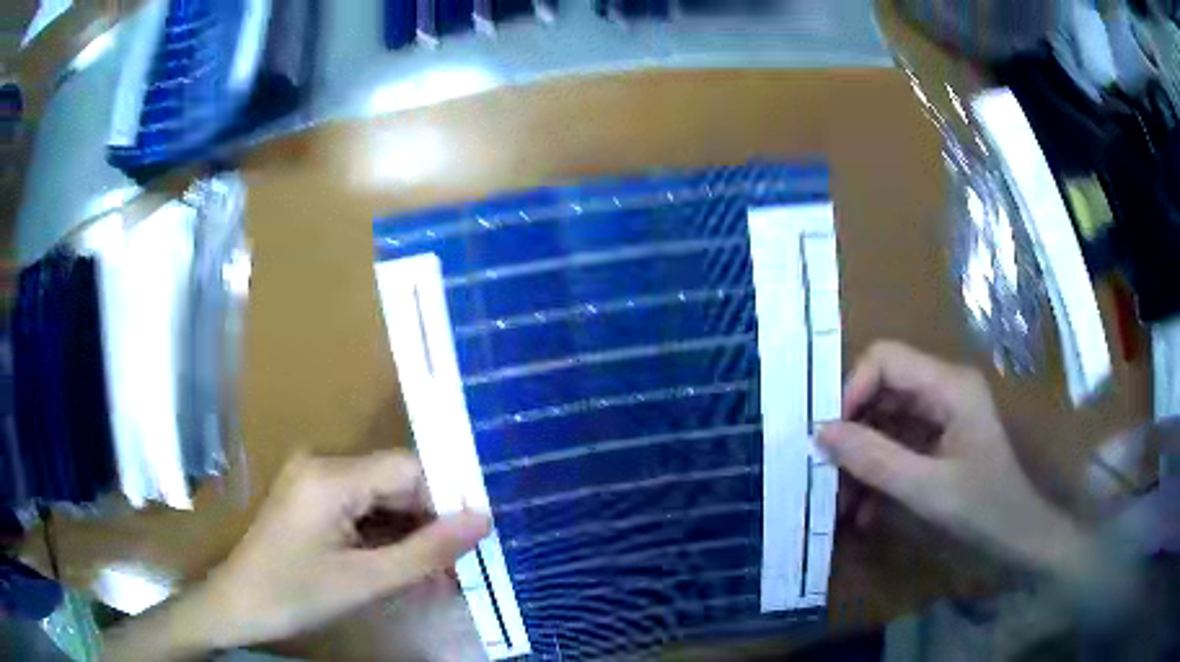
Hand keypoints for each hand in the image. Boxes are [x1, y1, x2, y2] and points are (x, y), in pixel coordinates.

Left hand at [103, 451, 490, 659]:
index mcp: (331, 475)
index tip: (476, 536)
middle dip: (430, 523)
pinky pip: (362, 508)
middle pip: (396, 481)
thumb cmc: (296, 595)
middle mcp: (323, 464)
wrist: (238, 606)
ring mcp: (315, 479)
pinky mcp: (312, 497)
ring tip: (438, 575)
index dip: (447, 498)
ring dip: (410, 535)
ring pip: (382, 498)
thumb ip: (427, 551)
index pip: (409, 467)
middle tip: (460, 565)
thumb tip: (483, 520)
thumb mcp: (366, 581)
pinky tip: (404, 566)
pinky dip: (386, 537)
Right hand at [818, 342, 1098, 581]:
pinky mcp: (939, 439)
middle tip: (828, 474)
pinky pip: (897, 443)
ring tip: (842, 504)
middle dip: (852, 430)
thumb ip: (875, 459)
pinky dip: (877, 471)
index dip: (852, 389)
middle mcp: (944, 389)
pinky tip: (865, 510)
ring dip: (860, 458)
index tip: (830, 438)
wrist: (1019, 536)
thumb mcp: (927, 489)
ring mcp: (942, 414)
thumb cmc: (983, 508)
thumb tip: (821, 432)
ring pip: (885, 419)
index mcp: (949, 385)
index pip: (885, 359)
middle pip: (882, 388)